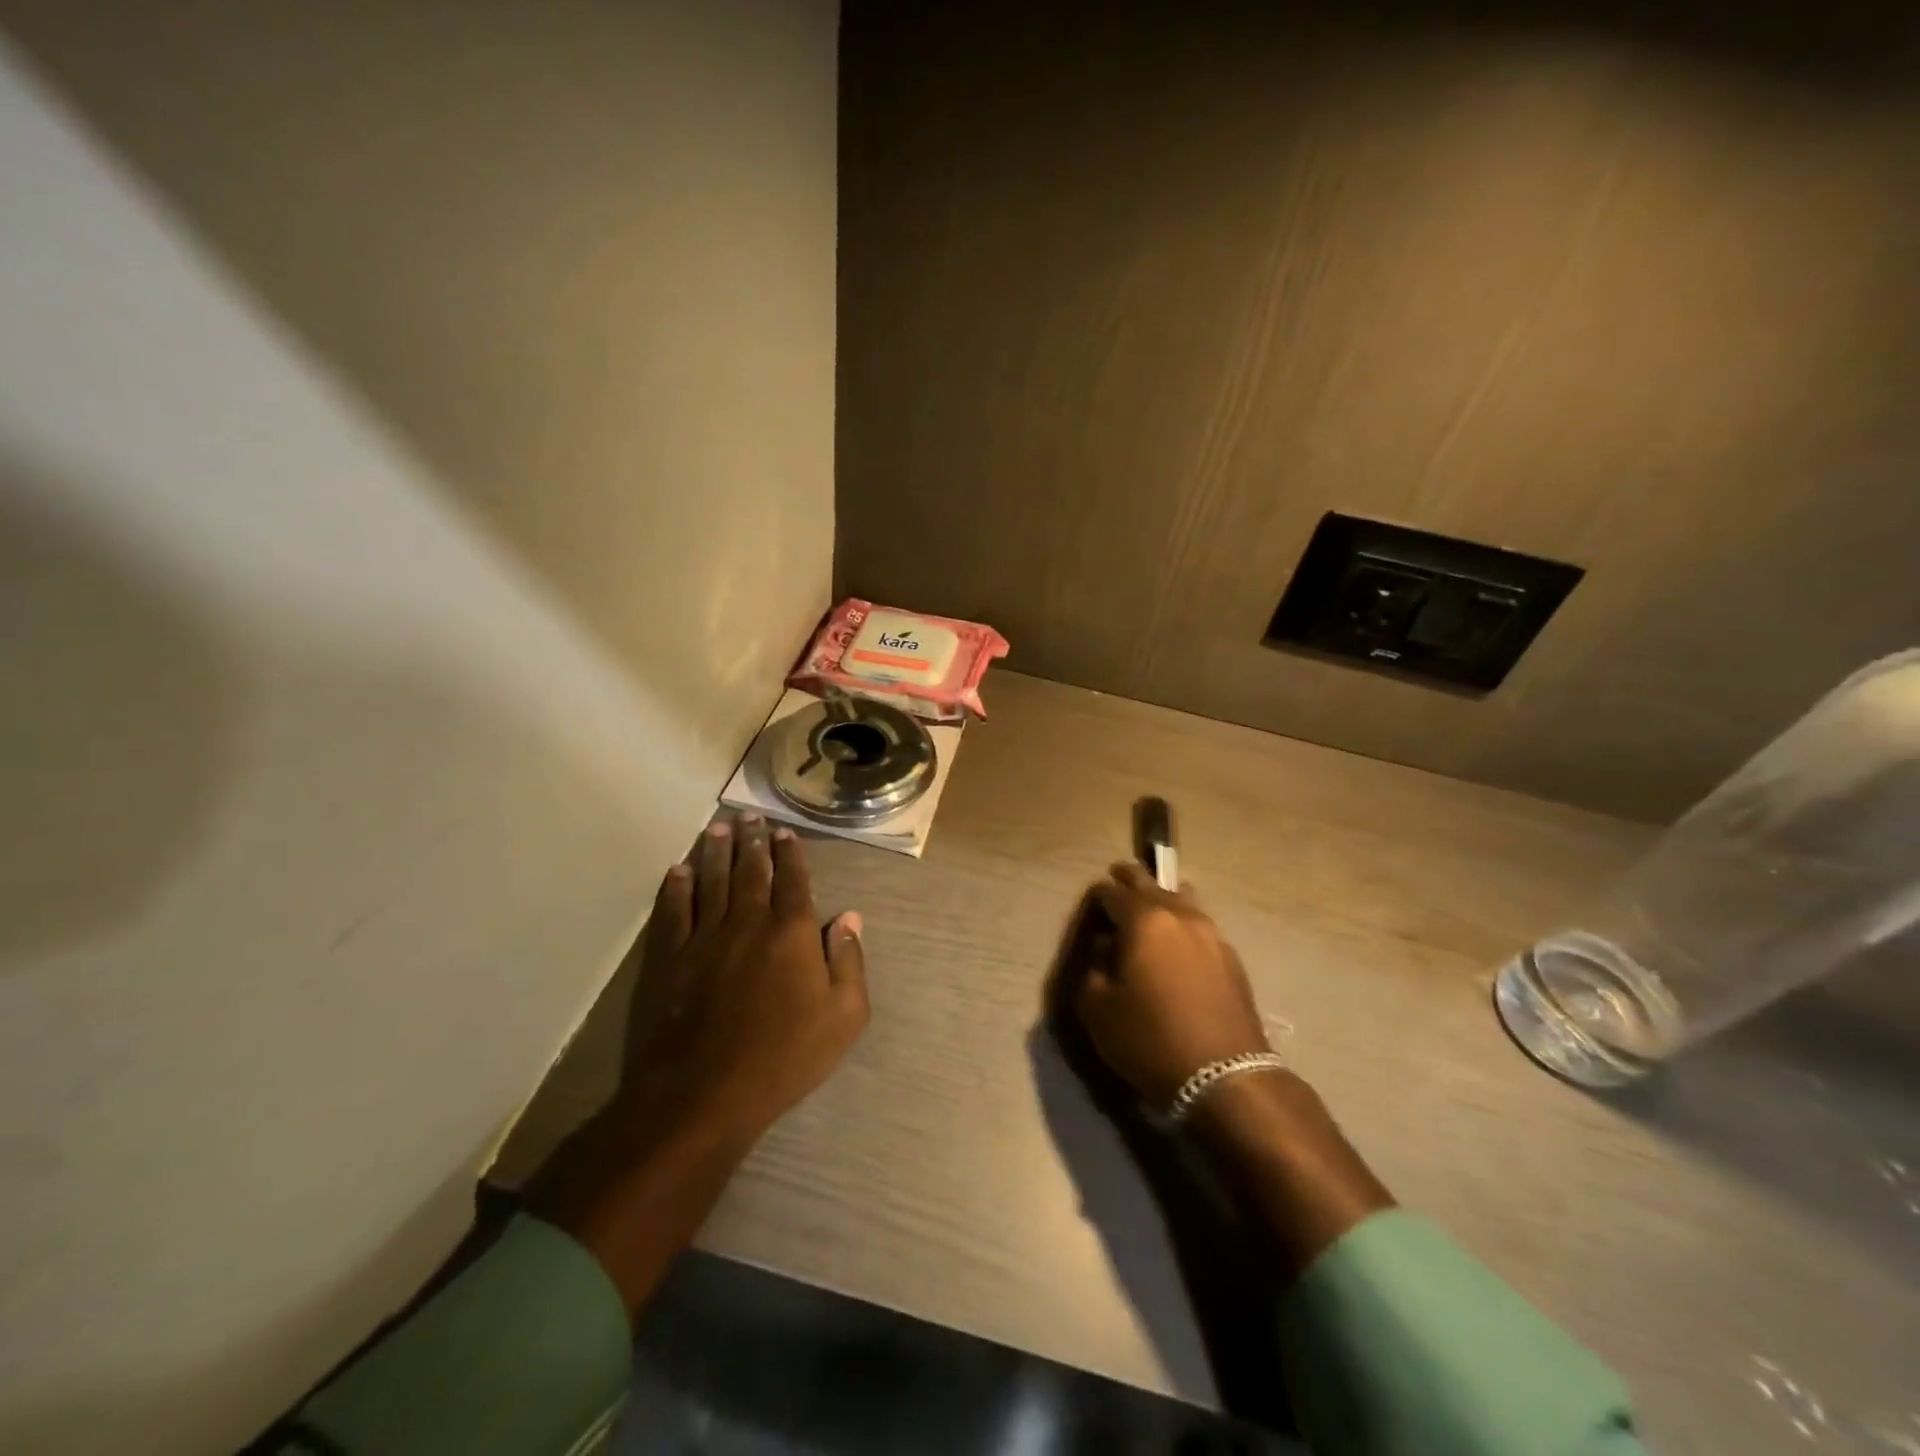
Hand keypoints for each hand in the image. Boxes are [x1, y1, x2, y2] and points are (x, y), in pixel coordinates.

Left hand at [617, 814, 868, 1145]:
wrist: (704, 1094)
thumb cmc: (784, 1057)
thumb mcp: (843, 1017)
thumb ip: (850, 962)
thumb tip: (850, 918)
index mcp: (792, 933)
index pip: (793, 881)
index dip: (790, 853)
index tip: (784, 832)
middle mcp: (748, 922)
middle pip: (751, 872)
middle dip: (753, 840)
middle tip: (750, 816)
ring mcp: (704, 938)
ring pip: (712, 882)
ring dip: (716, 852)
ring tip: (718, 827)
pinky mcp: (670, 959)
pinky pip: (673, 912)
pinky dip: (676, 888)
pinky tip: (679, 870)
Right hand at [1072, 862, 1270, 1108]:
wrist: (1225, 1077)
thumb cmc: (1150, 1039)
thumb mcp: (1096, 1008)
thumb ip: (1092, 967)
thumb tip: (1105, 948)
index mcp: (1144, 920)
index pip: (1111, 892)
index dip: (1095, 896)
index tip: (1089, 909)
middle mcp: (1180, 915)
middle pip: (1150, 883)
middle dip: (1129, 880)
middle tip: (1116, 878)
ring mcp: (1211, 934)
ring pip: (1182, 898)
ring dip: (1162, 898)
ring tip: (1150, 909)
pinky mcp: (1231, 957)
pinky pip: (1199, 925)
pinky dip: (1182, 924)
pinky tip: (1177, 944)